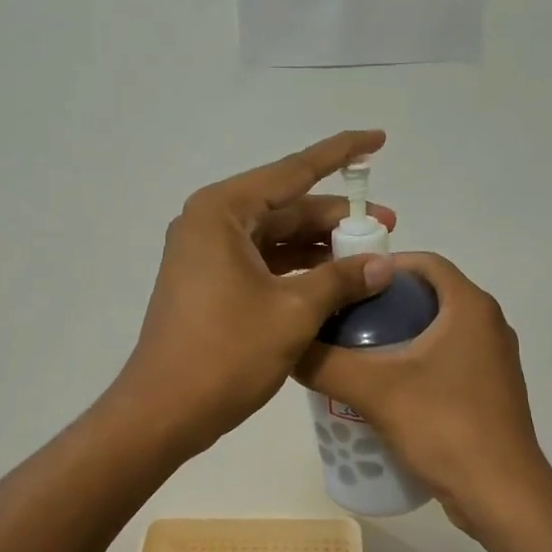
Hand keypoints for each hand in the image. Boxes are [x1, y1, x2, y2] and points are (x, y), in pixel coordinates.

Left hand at [111, 131, 397, 457]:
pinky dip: (298, 268)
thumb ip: (342, 279)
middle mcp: (210, 221)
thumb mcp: (294, 312)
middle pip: (286, 206)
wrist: (163, 411)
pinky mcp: (209, 281)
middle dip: (336, 216)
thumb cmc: (226, 353)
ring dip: (319, 244)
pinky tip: (334, 280)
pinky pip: (263, 261)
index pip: (293, 171)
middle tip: (387, 227)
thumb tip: (385, 264)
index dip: (340, 153)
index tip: (378, 139)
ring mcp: (207, 253)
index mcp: (223, 211)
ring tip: (368, 256)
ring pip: (275, 236)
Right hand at [296, 252, 551, 544]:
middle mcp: (489, 325)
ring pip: (438, 330)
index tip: (346, 283)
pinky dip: (417, 362)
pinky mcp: (491, 392)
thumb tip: (287, 345)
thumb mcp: (374, 391)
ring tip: (356, 354)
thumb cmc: (445, 427)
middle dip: (385, 303)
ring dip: (399, 335)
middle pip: (429, 296)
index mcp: (471, 307)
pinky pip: (448, 360)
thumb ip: (325, 363)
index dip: (384, 265)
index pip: (425, 262)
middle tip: (342, 319)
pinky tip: (385, 389)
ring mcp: (493, 361)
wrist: (502, 497)